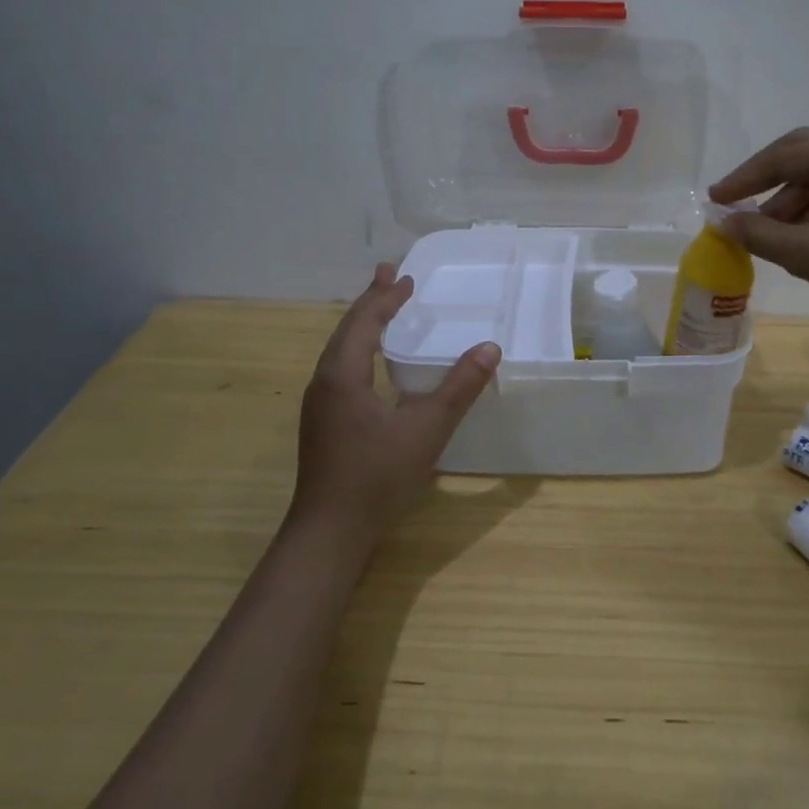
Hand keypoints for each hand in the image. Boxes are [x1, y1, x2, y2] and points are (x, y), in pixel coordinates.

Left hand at [292, 264, 500, 549]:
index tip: (406, 277)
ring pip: (340, 350)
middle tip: (390, 276)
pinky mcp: (323, 423)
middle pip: (347, 330)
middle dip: (371, 302)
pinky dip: (359, 350)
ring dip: (363, 325)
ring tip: (382, 308)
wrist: (329, 532)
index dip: (386, 298)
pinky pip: (340, 369)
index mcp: (342, 375)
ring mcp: (319, 404)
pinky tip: (372, 363)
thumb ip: (459, 388)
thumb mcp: (426, 430)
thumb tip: (489, 348)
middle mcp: (324, 382)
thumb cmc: (377, 477)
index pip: (364, 322)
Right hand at [709, 127, 808, 327]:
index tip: (713, 199)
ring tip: (766, 237)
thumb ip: (759, 234)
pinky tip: (799, 239)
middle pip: (800, 157)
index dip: (743, 180)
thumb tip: (723, 223)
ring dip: (789, 203)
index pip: (782, 157)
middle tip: (732, 206)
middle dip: (764, 184)